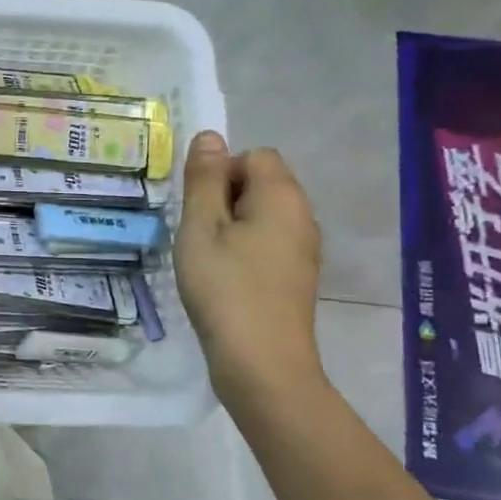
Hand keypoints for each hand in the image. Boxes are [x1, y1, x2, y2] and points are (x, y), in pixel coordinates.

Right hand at [175, 131, 326, 411]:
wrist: (262, 363)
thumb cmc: (225, 288)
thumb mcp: (201, 227)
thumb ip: (204, 179)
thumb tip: (210, 136)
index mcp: (282, 197)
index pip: (254, 156)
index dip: (220, 173)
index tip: (198, 209)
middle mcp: (302, 216)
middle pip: (260, 184)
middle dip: (223, 200)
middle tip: (196, 234)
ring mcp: (304, 249)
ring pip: (261, 216)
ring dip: (229, 227)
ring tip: (206, 258)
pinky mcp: (296, 276)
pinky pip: (266, 243)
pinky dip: (242, 251)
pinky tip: (223, 279)